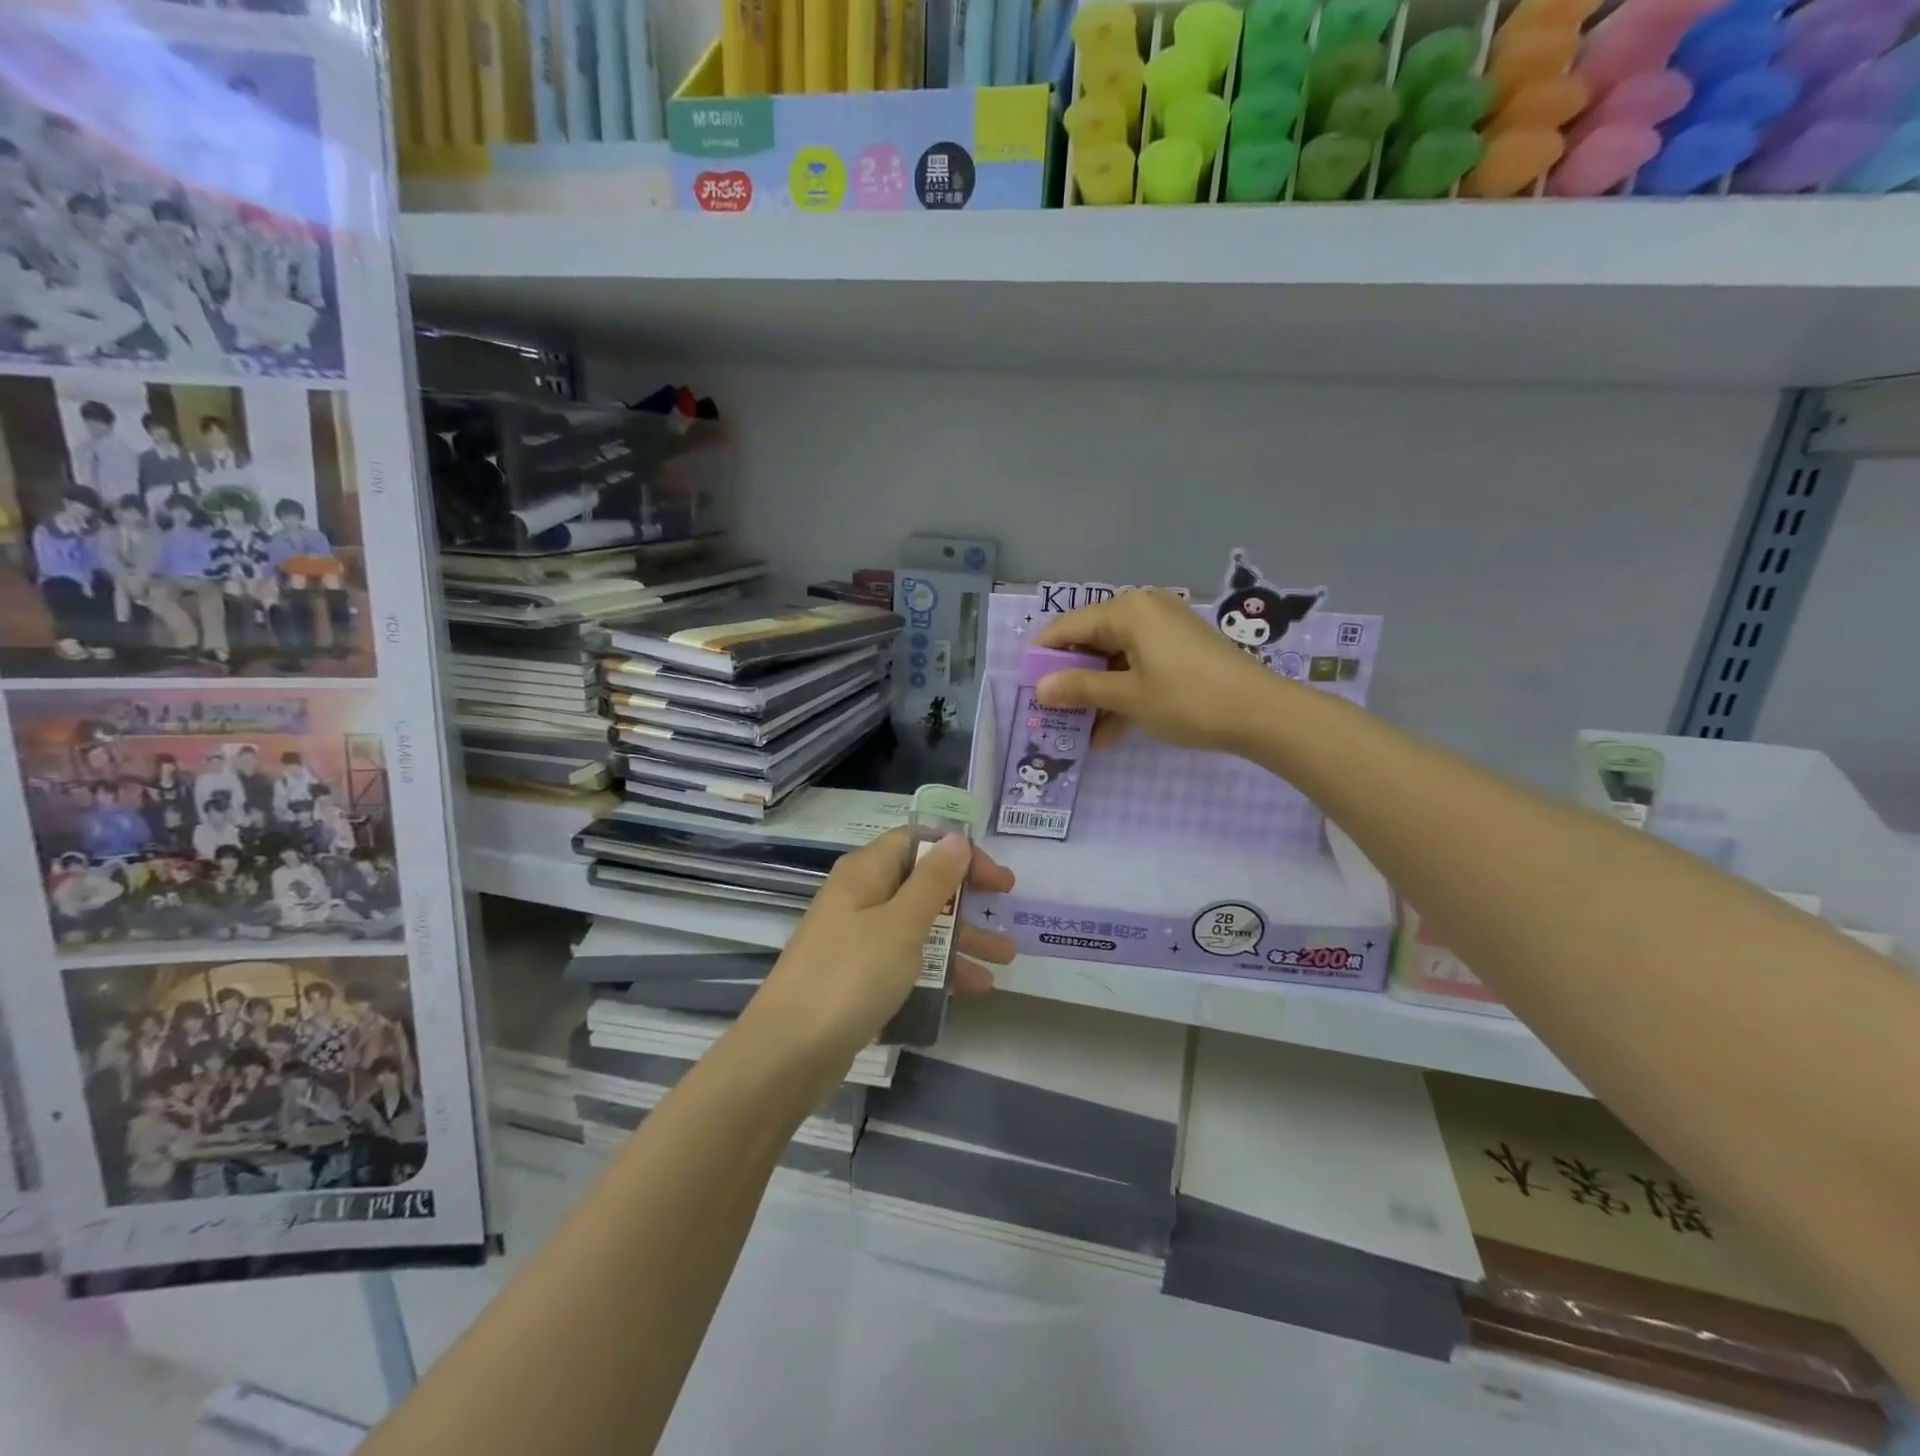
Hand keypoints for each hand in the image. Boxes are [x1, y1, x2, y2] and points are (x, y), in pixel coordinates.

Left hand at [746, 828, 1014, 1077]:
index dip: (958, 852)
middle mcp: (860, 898)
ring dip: (962, 937)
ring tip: (1005, 959)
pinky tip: (972, 989)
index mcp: (865, 873)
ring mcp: (858, 939)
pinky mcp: (859, 977)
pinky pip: (907, 960)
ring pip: (919, 925)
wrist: (788, 1053)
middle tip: (1007, 907)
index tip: (995, 877)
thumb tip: (956, 840)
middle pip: (921, 883)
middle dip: (967, 897)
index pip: (916, 841)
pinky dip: (939, 968)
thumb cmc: (850, 977)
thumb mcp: (900, 925)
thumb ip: (932, 882)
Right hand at [1033, 589, 1280, 752]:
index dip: (1044, 657)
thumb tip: (1041, 688)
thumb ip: (1081, 688)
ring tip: (1079, 732)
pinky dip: (1124, 694)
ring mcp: (1165, 630)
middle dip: (1072, 679)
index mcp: (1126, 611)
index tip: (1028, 688)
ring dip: (1098, 694)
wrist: (1263, 714)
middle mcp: (1143, 610)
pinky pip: (1139, 667)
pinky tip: (1110, 732)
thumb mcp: (1128, 697)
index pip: (1068, 627)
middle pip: (1091, 641)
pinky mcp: (1181, 650)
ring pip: (1115, 659)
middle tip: (1052, 712)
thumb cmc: (1187, 700)